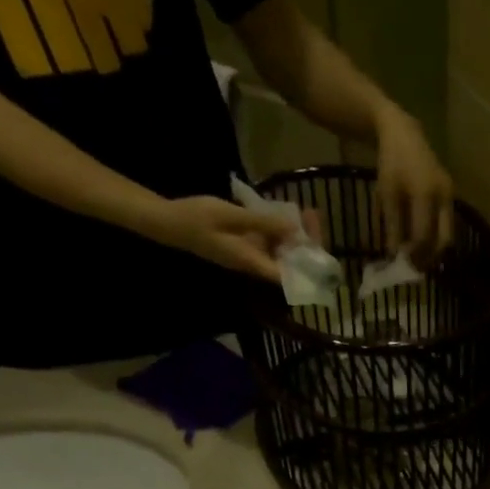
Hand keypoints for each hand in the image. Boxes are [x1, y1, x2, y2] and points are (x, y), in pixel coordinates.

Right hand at [148, 195, 298, 282]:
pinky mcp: (245, 245)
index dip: (307, 267)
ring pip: (281, 250)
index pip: (289, 276)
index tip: (320, 250)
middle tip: (313, 216)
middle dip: (305, 243)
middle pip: (289, 262)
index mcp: (252, 263)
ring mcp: (250, 255)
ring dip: (295, 235)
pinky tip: (286, 213)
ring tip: (306, 212)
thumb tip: (293, 228)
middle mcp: (255, 264)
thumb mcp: (230, 216)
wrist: (169, 221)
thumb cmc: (196, 219)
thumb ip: (261, 223)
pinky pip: (270, 241)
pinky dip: (279, 229)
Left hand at [372, 108, 453, 265]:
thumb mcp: (386, 195)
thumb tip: (393, 255)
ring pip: (447, 233)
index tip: (402, 265)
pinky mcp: (450, 195)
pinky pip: (446, 223)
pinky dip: (436, 236)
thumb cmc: (391, 163)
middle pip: (444, 239)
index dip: (414, 254)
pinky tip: (423, 242)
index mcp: (426, 194)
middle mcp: (444, 196)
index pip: (424, 235)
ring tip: (419, 258)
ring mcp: (450, 195)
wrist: (404, 134)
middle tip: (416, 268)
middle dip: (430, 257)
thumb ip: (391, 226)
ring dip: (435, 250)